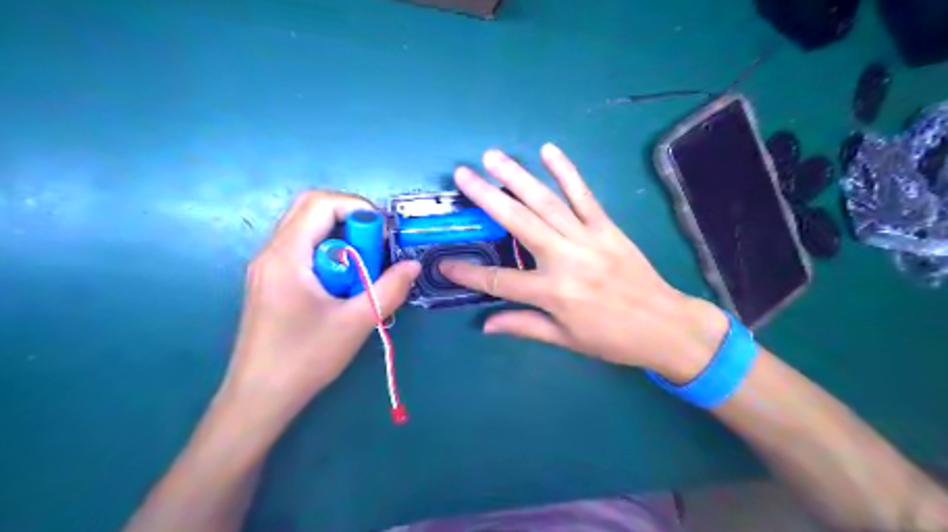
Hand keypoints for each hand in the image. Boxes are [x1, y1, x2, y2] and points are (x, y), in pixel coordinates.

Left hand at [221, 192, 419, 428]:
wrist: (259, 398)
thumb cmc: (305, 358)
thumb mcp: (356, 322)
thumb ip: (389, 290)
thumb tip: (413, 266)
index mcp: (286, 256)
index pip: (319, 203)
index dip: (357, 207)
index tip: (383, 234)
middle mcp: (271, 253)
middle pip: (311, 210)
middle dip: (351, 220)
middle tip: (376, 248)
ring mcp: (268, 268)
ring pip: (308, 231)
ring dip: (341, 240)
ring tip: (363, 270)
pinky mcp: (271, 283)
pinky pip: (304, 251)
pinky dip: (330, 255)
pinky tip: (344, 285)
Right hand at [440, 141, 726, 382]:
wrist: (665, 325)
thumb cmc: (612, 338)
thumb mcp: (565, 339)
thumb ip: (524, 326)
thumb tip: (485, 324)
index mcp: (552, 293)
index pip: (499, 281)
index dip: (468, 274)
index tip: (444, 264)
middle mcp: (565, 259)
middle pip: (518, 223)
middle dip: (486, 198)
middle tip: (463, 175)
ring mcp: (587, 238)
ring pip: (546, 202)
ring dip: (517, 176)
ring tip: (493, 157)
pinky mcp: (607, 227)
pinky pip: (584, 195)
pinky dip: (566, 171)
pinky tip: (549, 151)